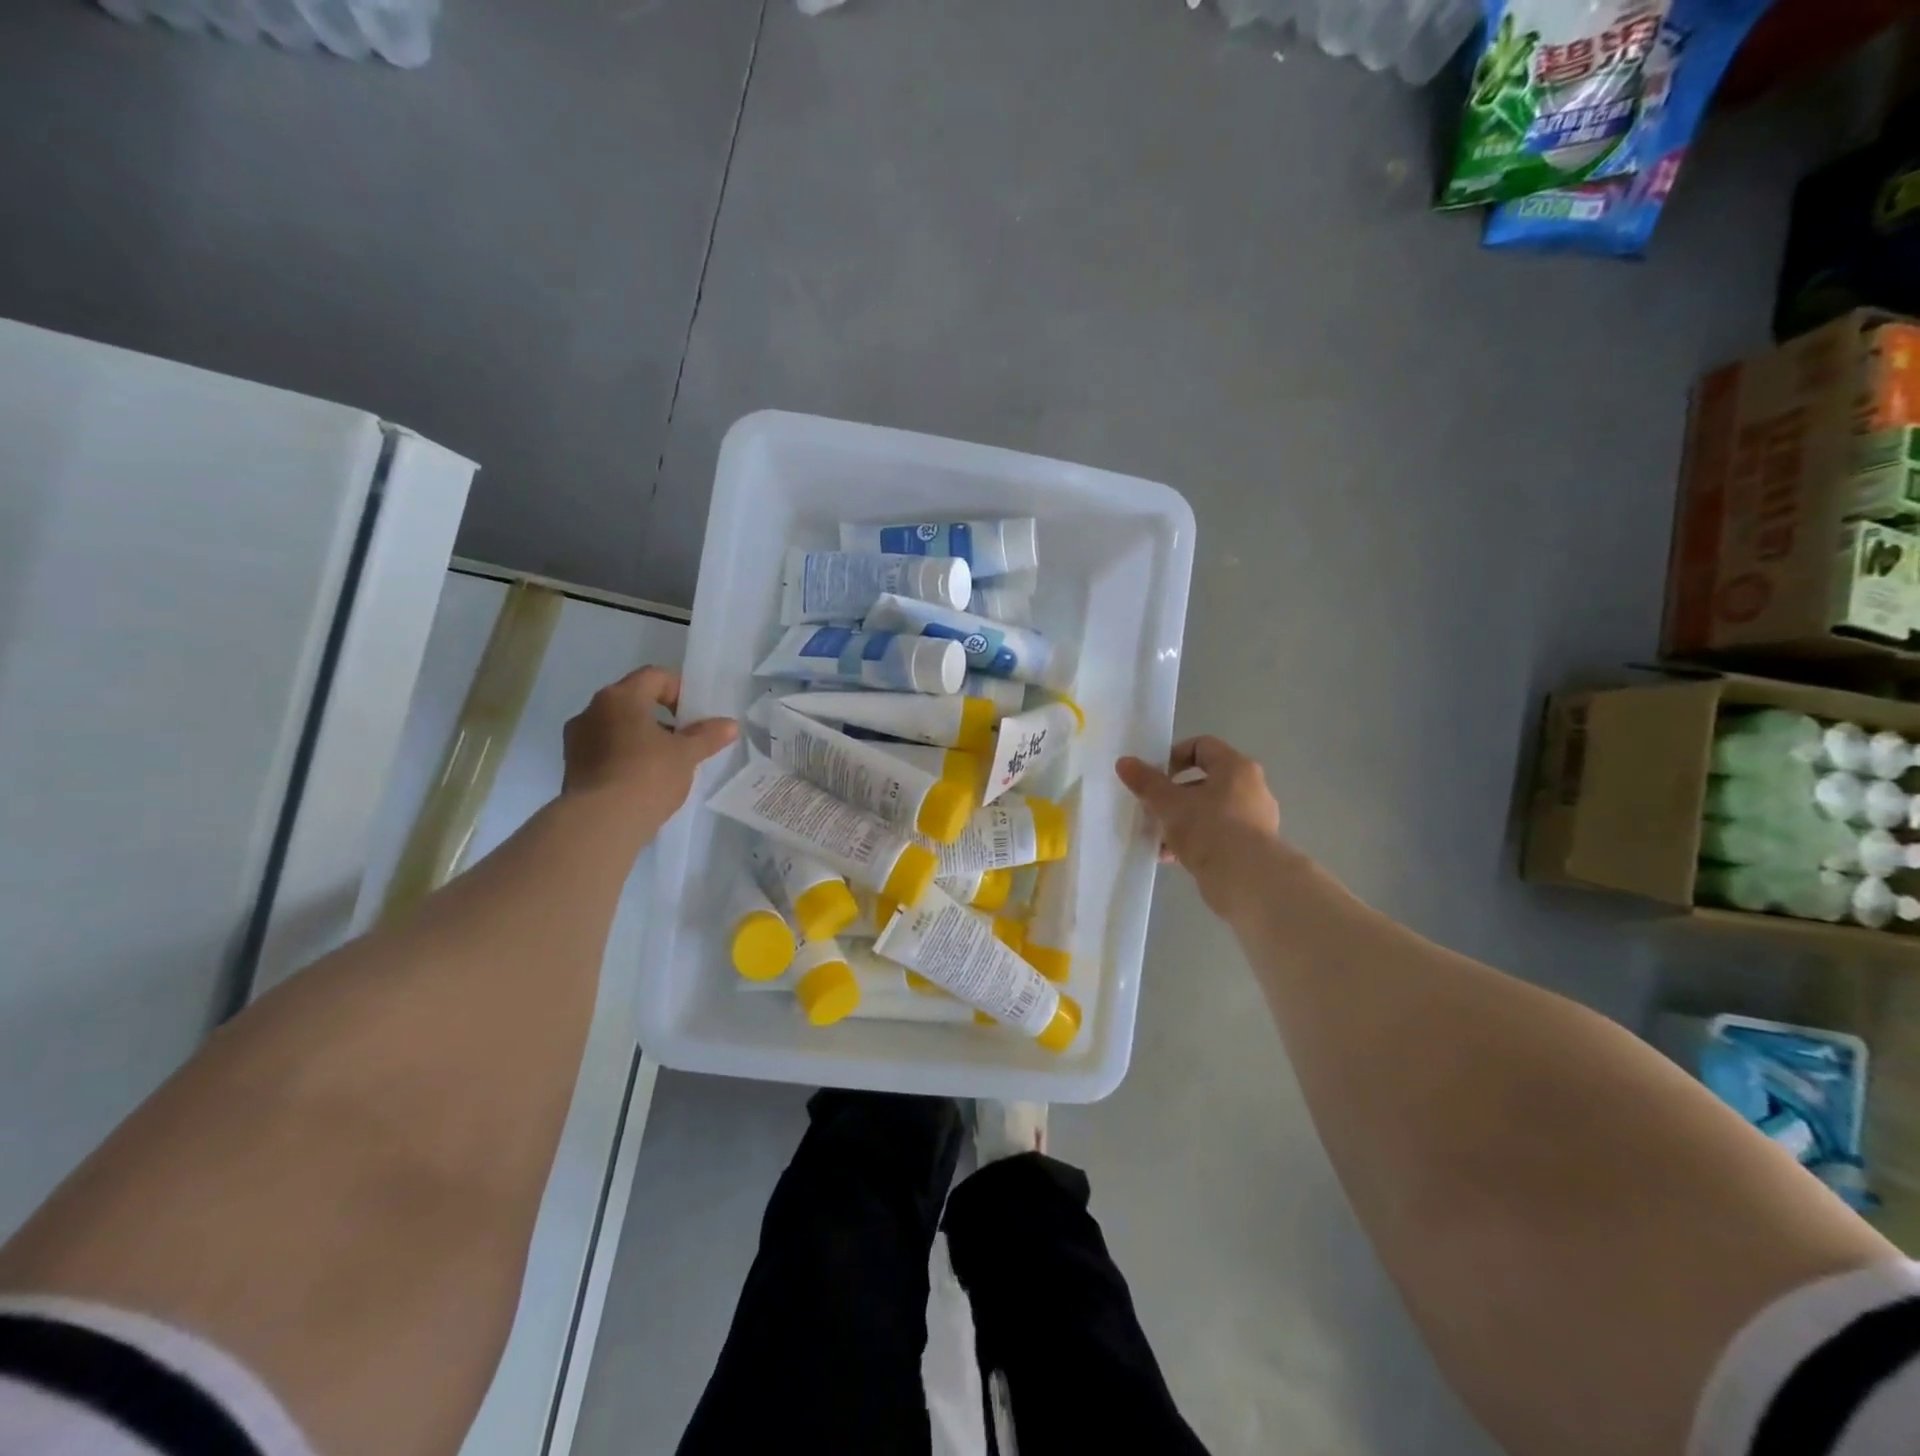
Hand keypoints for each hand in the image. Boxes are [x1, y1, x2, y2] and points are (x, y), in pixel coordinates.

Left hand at [563, 667, 736, 835]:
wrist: (601, 823)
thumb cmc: (647, 776)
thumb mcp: (686, 755)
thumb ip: (708, 736)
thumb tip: (730, 725)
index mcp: (620, 697)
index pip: (654, 676)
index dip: (680, 690)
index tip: (695, 715)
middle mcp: (592, 710)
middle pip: (633, 700)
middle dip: (661, 715)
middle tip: (684, 738)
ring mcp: (577, 738)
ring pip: (617, 725)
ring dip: (641, 736)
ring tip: (665, 762)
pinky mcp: (572, 765)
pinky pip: (605, 749)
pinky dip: (625, 755)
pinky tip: (642, 779)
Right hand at [1116, 736, 1282, 917]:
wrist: (1247, 880)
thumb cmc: (1209, 828)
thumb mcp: (1169, 803)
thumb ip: (1146, 782)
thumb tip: (1124, 762)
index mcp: (1236, 768)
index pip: (1202, 746)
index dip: (1174, 755)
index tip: (1154, 776)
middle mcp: (1251, 789)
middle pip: (1203, 782)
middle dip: (1172, 795)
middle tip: (1151, 808)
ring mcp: (1254, 821)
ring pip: (1208, 812)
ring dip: (1179, 822)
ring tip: (1156, 837)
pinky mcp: (1251, 848)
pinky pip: (1216, 836)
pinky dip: (1193, 842)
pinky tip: (1169, 856)